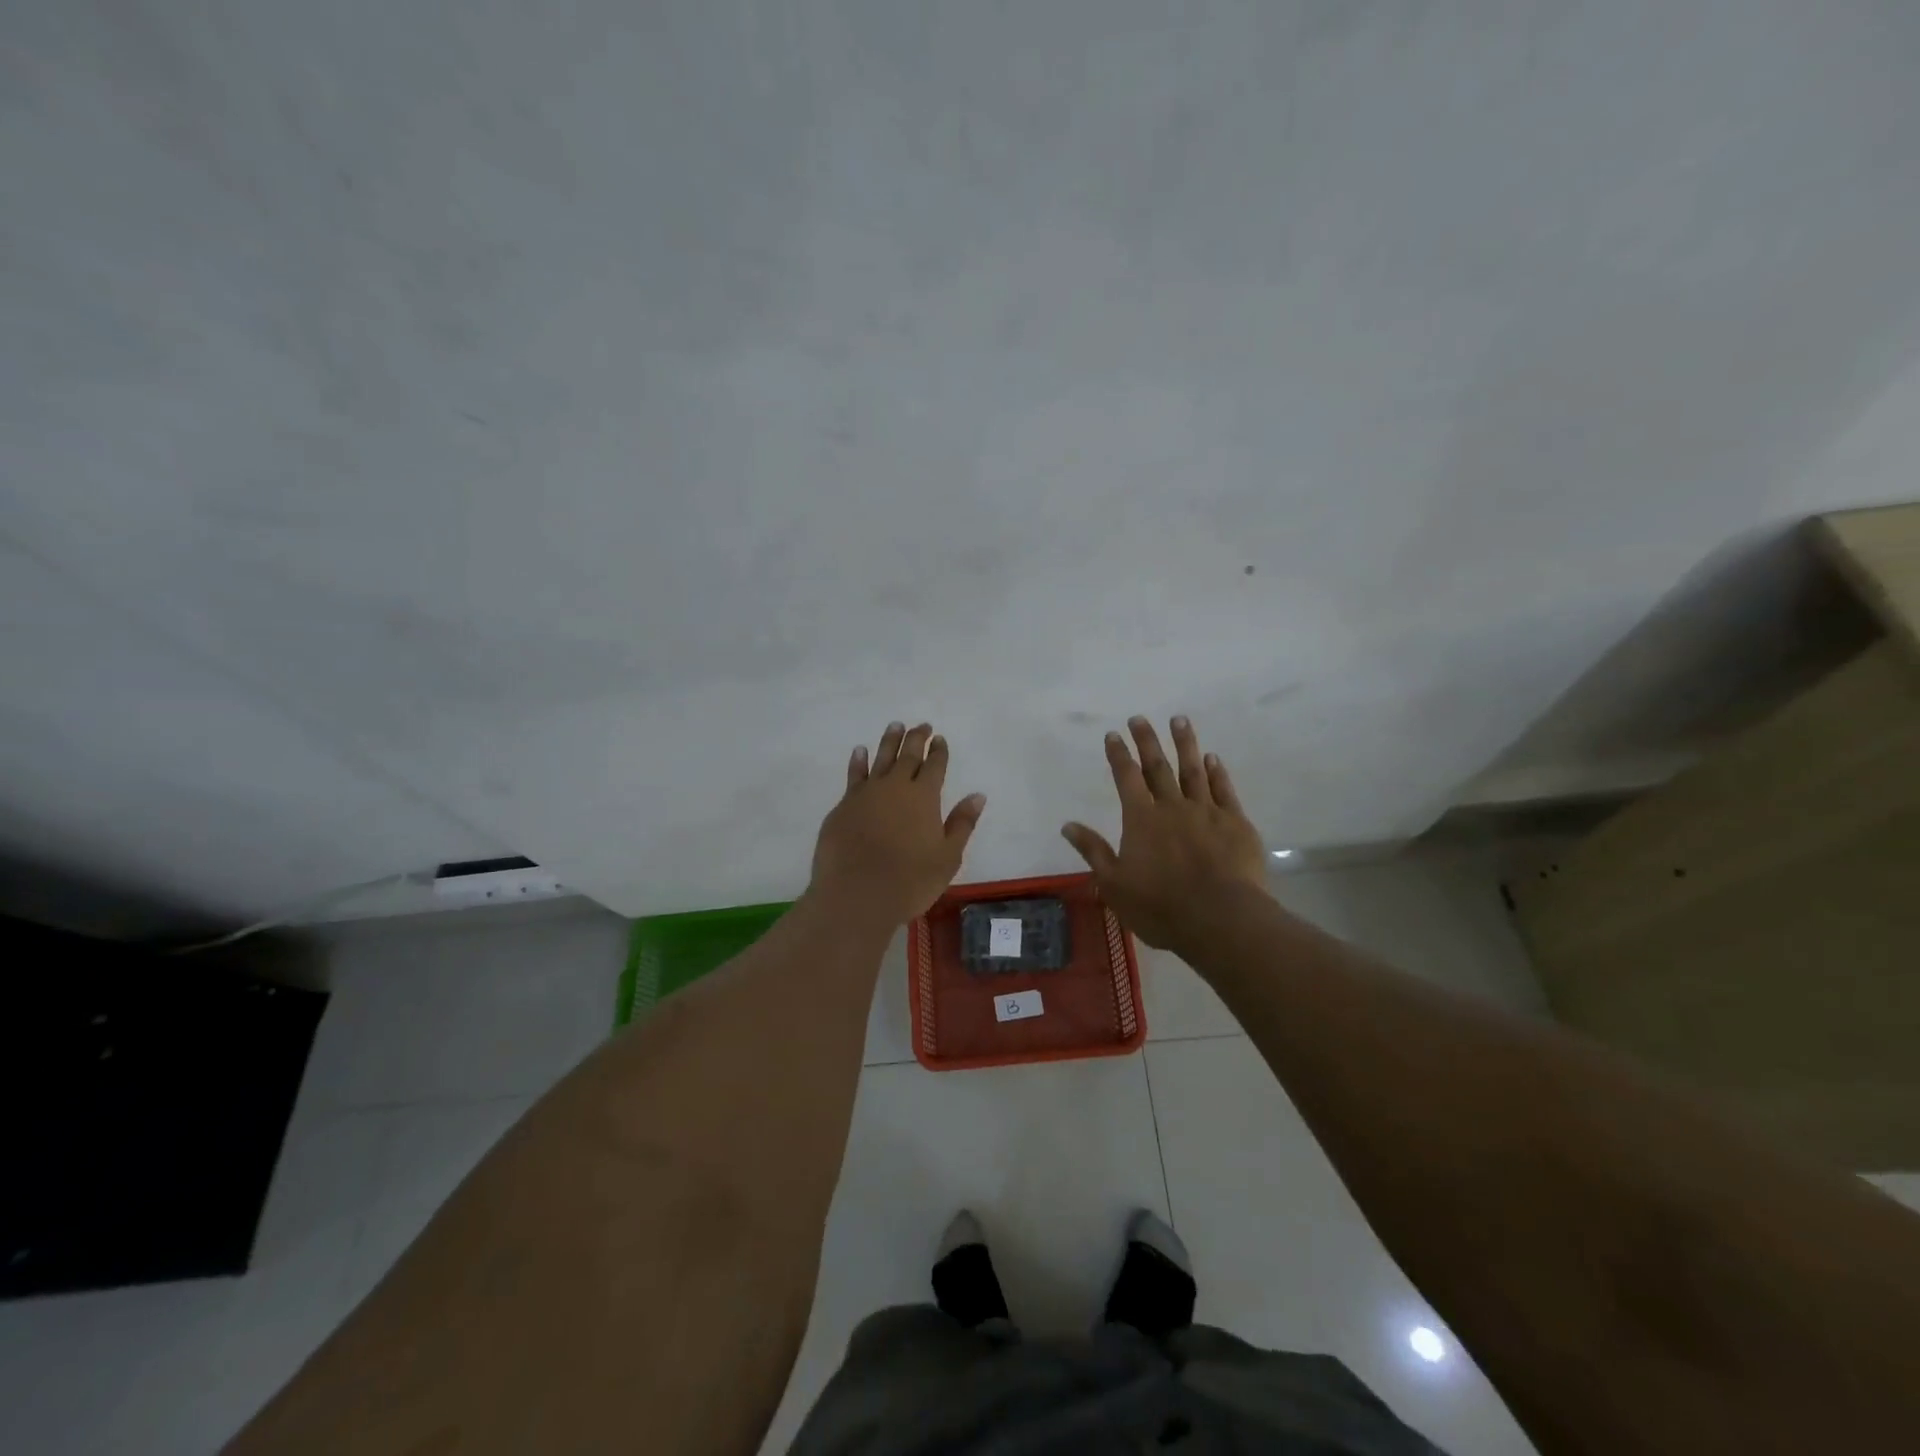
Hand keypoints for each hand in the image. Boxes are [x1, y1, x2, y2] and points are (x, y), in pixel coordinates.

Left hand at [809, 722, 985, 924]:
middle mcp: (896, 786)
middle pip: (908, 755)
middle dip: (916, 738)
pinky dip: (859, 760)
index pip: (935, 765)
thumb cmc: (910, 880)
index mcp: (924, 796)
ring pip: (880, 757)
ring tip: (895, 726)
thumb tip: (977, 795)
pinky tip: (860, 751)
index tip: (940, 738)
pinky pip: (854, 774)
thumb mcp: (947, 857)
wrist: (856, 894)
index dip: (939, 751)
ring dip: (889, 741)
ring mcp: (866, 793)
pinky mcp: (844, 805)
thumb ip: (962, 823)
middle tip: (922, 725)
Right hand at [1062, 715, 1269, 950]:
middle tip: (1140, 718)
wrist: (1221, 919)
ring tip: (1179, 720)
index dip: (1118, 755)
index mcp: (1141, 819)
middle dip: (1147, 741)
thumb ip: (1093, 851)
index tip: (1113, 734)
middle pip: (1157, 766)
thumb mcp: (1114, 884)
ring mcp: (1207, 812)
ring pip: (1193, 770)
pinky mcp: (1236, 824)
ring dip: (1185, 744)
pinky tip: (1212, 758)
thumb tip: (1067, 825)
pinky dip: (1217, 772)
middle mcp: (1172, 807)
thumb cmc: (1161, 906)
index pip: (1126, 778)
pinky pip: (1223, 790)